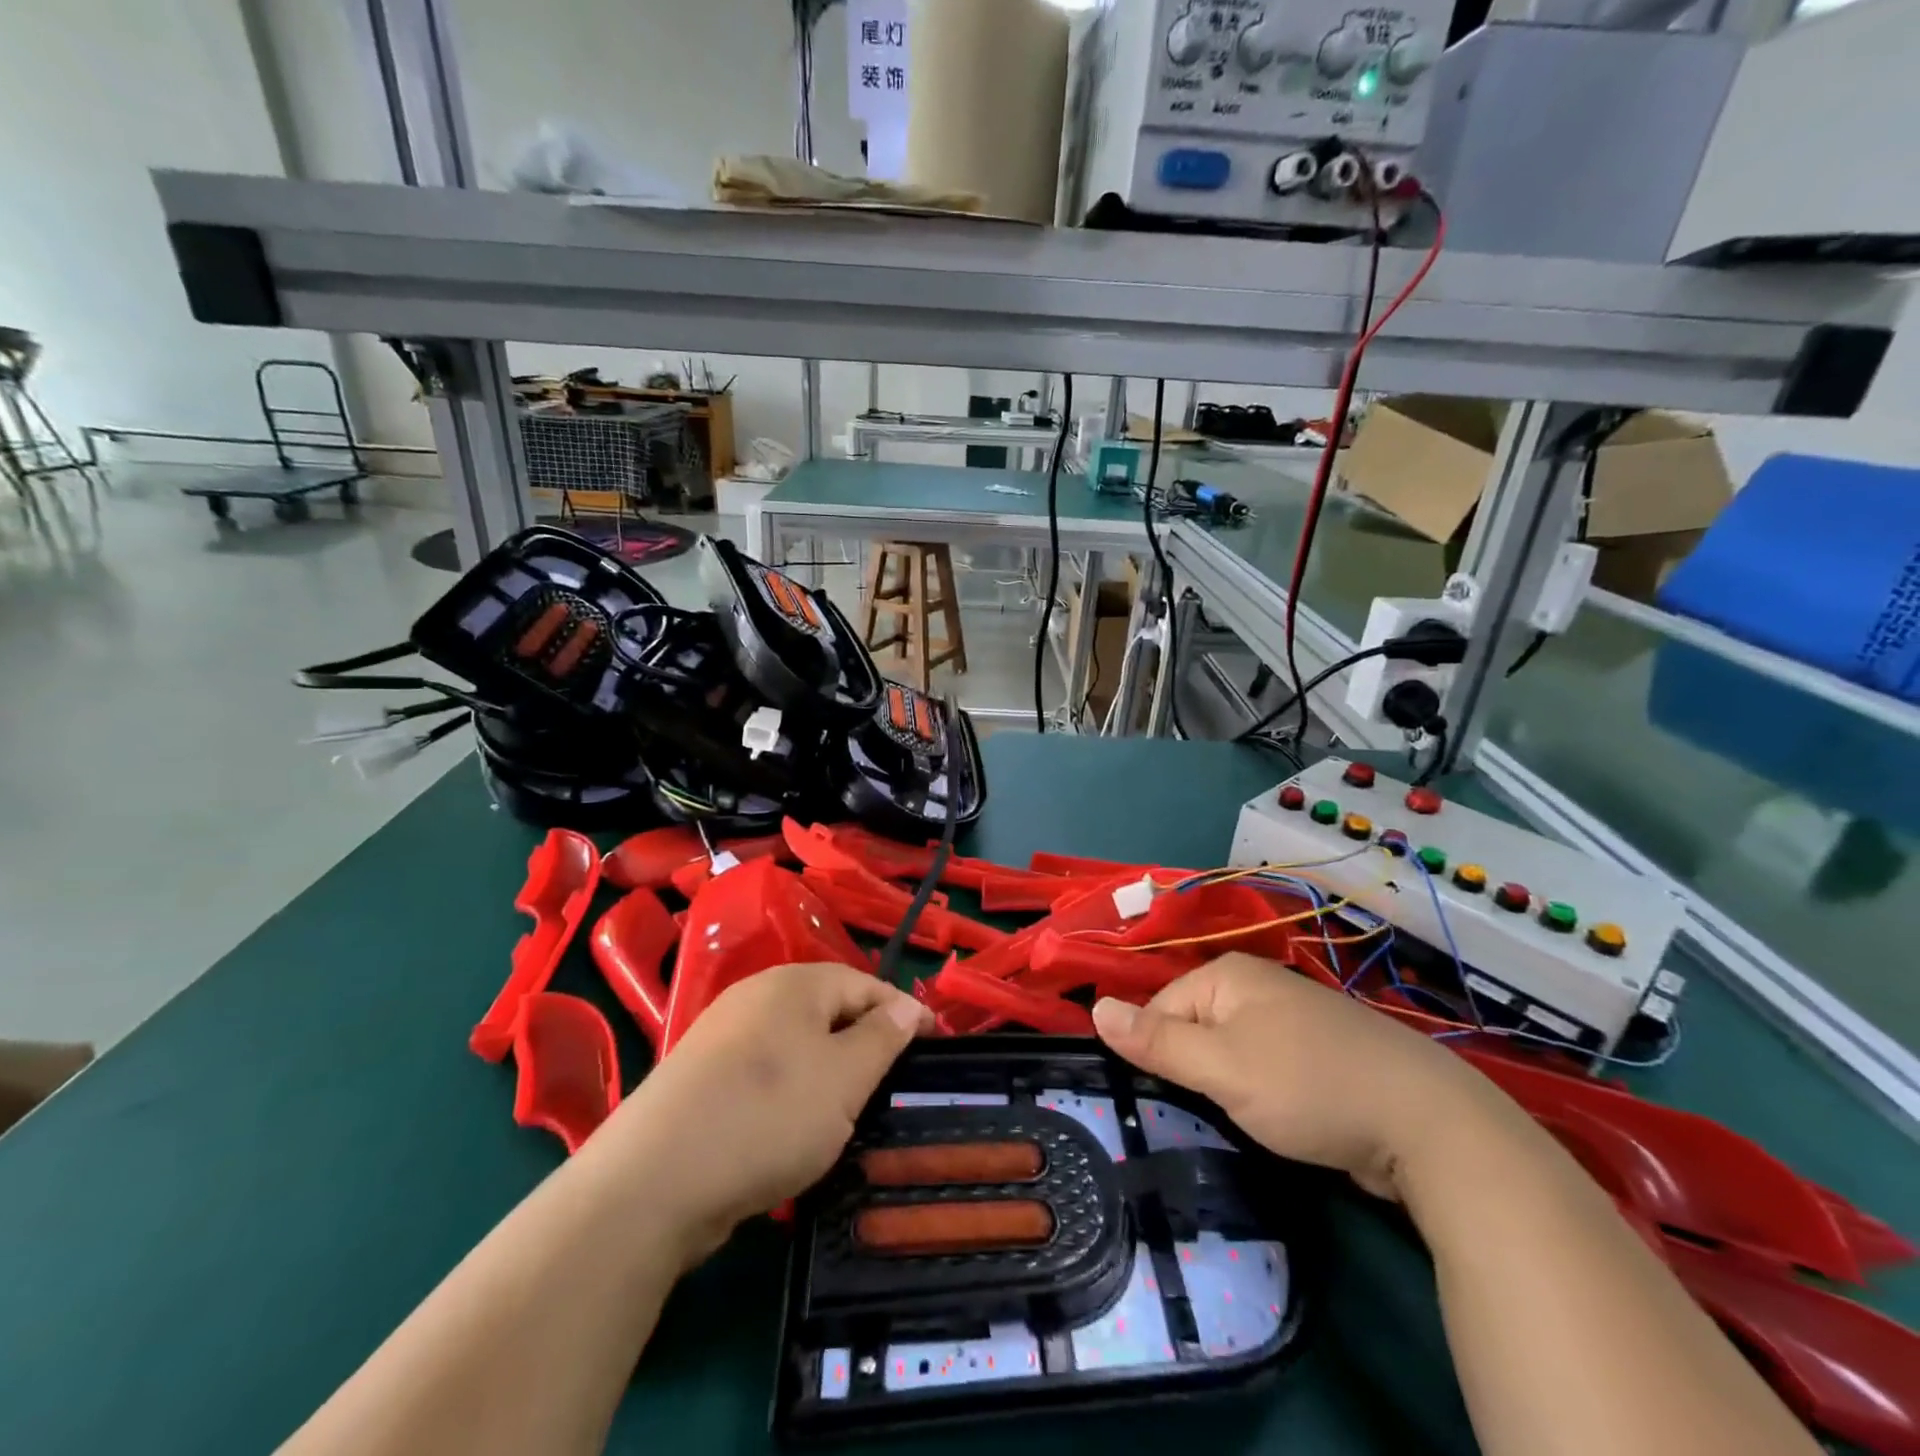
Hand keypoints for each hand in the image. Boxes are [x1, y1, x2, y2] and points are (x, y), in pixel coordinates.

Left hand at [594, 963, 933, 1262]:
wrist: (653, 1182)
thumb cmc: (768, 1116)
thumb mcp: (845, 1078)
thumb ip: (882, 1037)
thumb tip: (906, 1007)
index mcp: (794, 984)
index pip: (866, 984)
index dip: (903, 1013)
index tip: (933, 1046)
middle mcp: (756, 997)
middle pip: (829, 1011)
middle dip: (865, 1044)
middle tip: (893, 1085)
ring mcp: (723, 1037)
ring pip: (796, 1046)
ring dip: (828, 1073)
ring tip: (850, 1112)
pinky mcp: (701, 1078)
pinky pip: (765, 1073)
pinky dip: (790, 1094)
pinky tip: (793, 1129)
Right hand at [1091, 953, 1499, 1199]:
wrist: (1430, 1126)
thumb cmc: (1309, 1087)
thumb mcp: (1221, 1069)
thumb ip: (1155, 1042)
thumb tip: (1094, 1007)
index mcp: (1228, 975)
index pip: (1161, 1008)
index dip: (1159, 1054)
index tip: (1176, 1098)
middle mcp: (1259, 985)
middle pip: (1195, 1027)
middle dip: (1196, 1071)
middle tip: (1212, 1111)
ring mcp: (1294, 1019)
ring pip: (1231, 1050)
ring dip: (1229, 1086)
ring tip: (1246, 1118)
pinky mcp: (1321, 1054)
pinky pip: (1267, 1066)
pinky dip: (1263, 1092)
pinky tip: (1281, 1117)